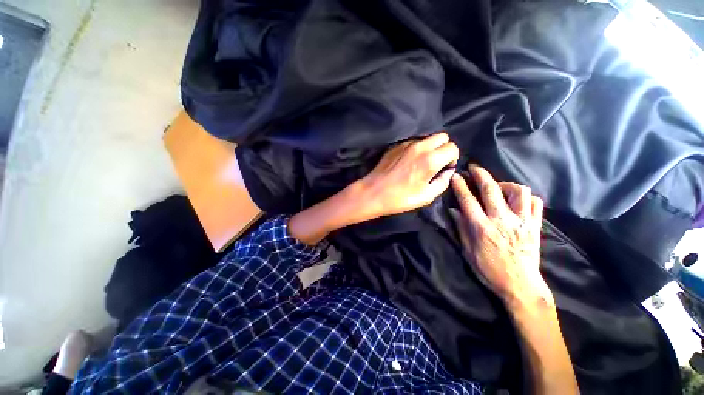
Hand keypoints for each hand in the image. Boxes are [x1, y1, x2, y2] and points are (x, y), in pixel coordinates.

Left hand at [352, 132, 458, 221]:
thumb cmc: (401, 198)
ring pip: (426, 137)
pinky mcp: (395, 146)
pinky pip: (412, 141)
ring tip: (422, 161)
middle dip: (444, 148)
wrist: (374, 192)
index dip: (452, 158)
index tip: (445, 167)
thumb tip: (448, 171)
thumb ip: (443, 182)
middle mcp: (420, 147)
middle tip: (436, 162)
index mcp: (430, 159)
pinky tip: (409, 161)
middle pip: (442, 136)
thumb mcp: (427, 196)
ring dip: (429, 147)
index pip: (452, 147)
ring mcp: (406, 144)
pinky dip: (416, 148)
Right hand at [450, 165, 552, 308]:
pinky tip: (517, 200)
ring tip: (498, 187)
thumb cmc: (489, 270)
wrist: (521, 286)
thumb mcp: (468, 251)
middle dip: (480, 174)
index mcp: (482, 227)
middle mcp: (502, 220)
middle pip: (490, 189)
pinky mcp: (535, 226)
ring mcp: (522, 222)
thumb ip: (461, 228)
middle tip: (474, 167)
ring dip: (505, 184)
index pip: (467, 200)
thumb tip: (454, 211)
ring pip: (518, 191)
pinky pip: (536, 203)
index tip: (456, 175)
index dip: (460, 186)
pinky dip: (526, 197)